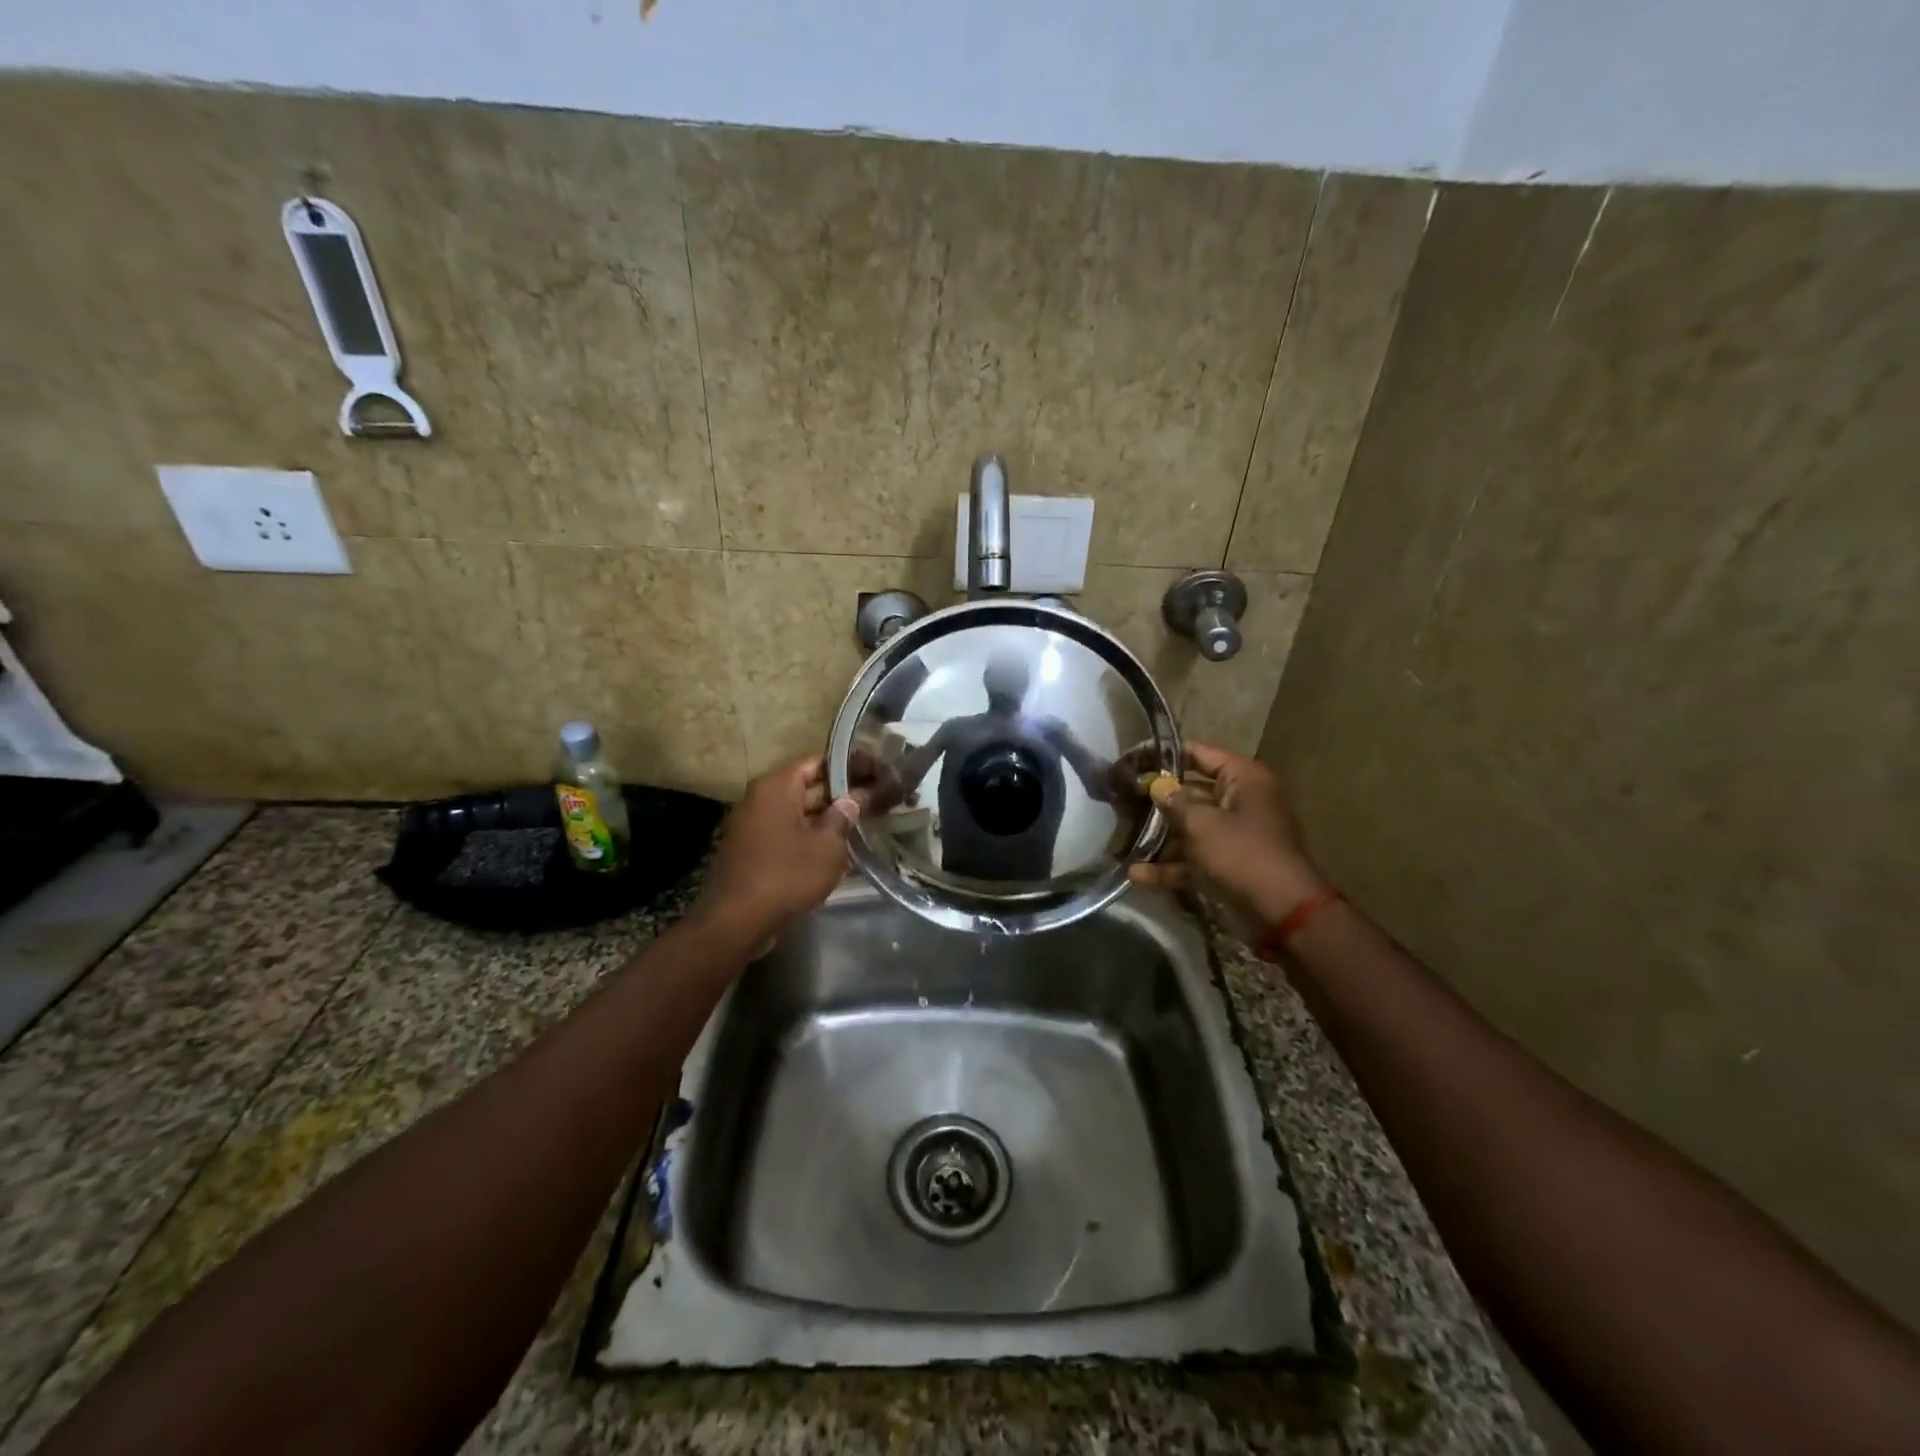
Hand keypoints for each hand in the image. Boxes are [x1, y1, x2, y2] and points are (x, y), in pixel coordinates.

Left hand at [695, 755, 862, 943]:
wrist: (738, 921)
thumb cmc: (787, 875)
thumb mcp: (827, 846)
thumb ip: (843, 817)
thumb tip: (852, 800)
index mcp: (776, 787)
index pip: (816, 762)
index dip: (847, 767)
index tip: (874, 773)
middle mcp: (760, 799)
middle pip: (806, 786)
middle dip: (840, 794)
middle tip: (875, 800)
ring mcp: (753, 825)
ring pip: (797, 812)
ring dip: (826, 818)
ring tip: (861, 824)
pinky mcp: (752, 850)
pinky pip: (786, 833)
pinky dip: (809, 836)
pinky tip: (835, 849)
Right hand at [1127, 743, 1326, 933]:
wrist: (1282, 913)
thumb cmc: (1242, 854)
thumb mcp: (1202, 823)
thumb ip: (1174, 801)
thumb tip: (1155, 785)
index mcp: (1244, 780)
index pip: (1199, 754)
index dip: (1164, 754)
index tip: (1132, 759)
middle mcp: (1240, 802)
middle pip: (1191, 792)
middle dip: (1157, 799)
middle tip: (1120, 797)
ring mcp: (1234, 836)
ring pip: (1190, 828)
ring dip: (1159, 836)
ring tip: (1122, 836)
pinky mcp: (1227, 865)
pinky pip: (1193, 858)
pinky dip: (1170, 866)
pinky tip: (1136, 874)